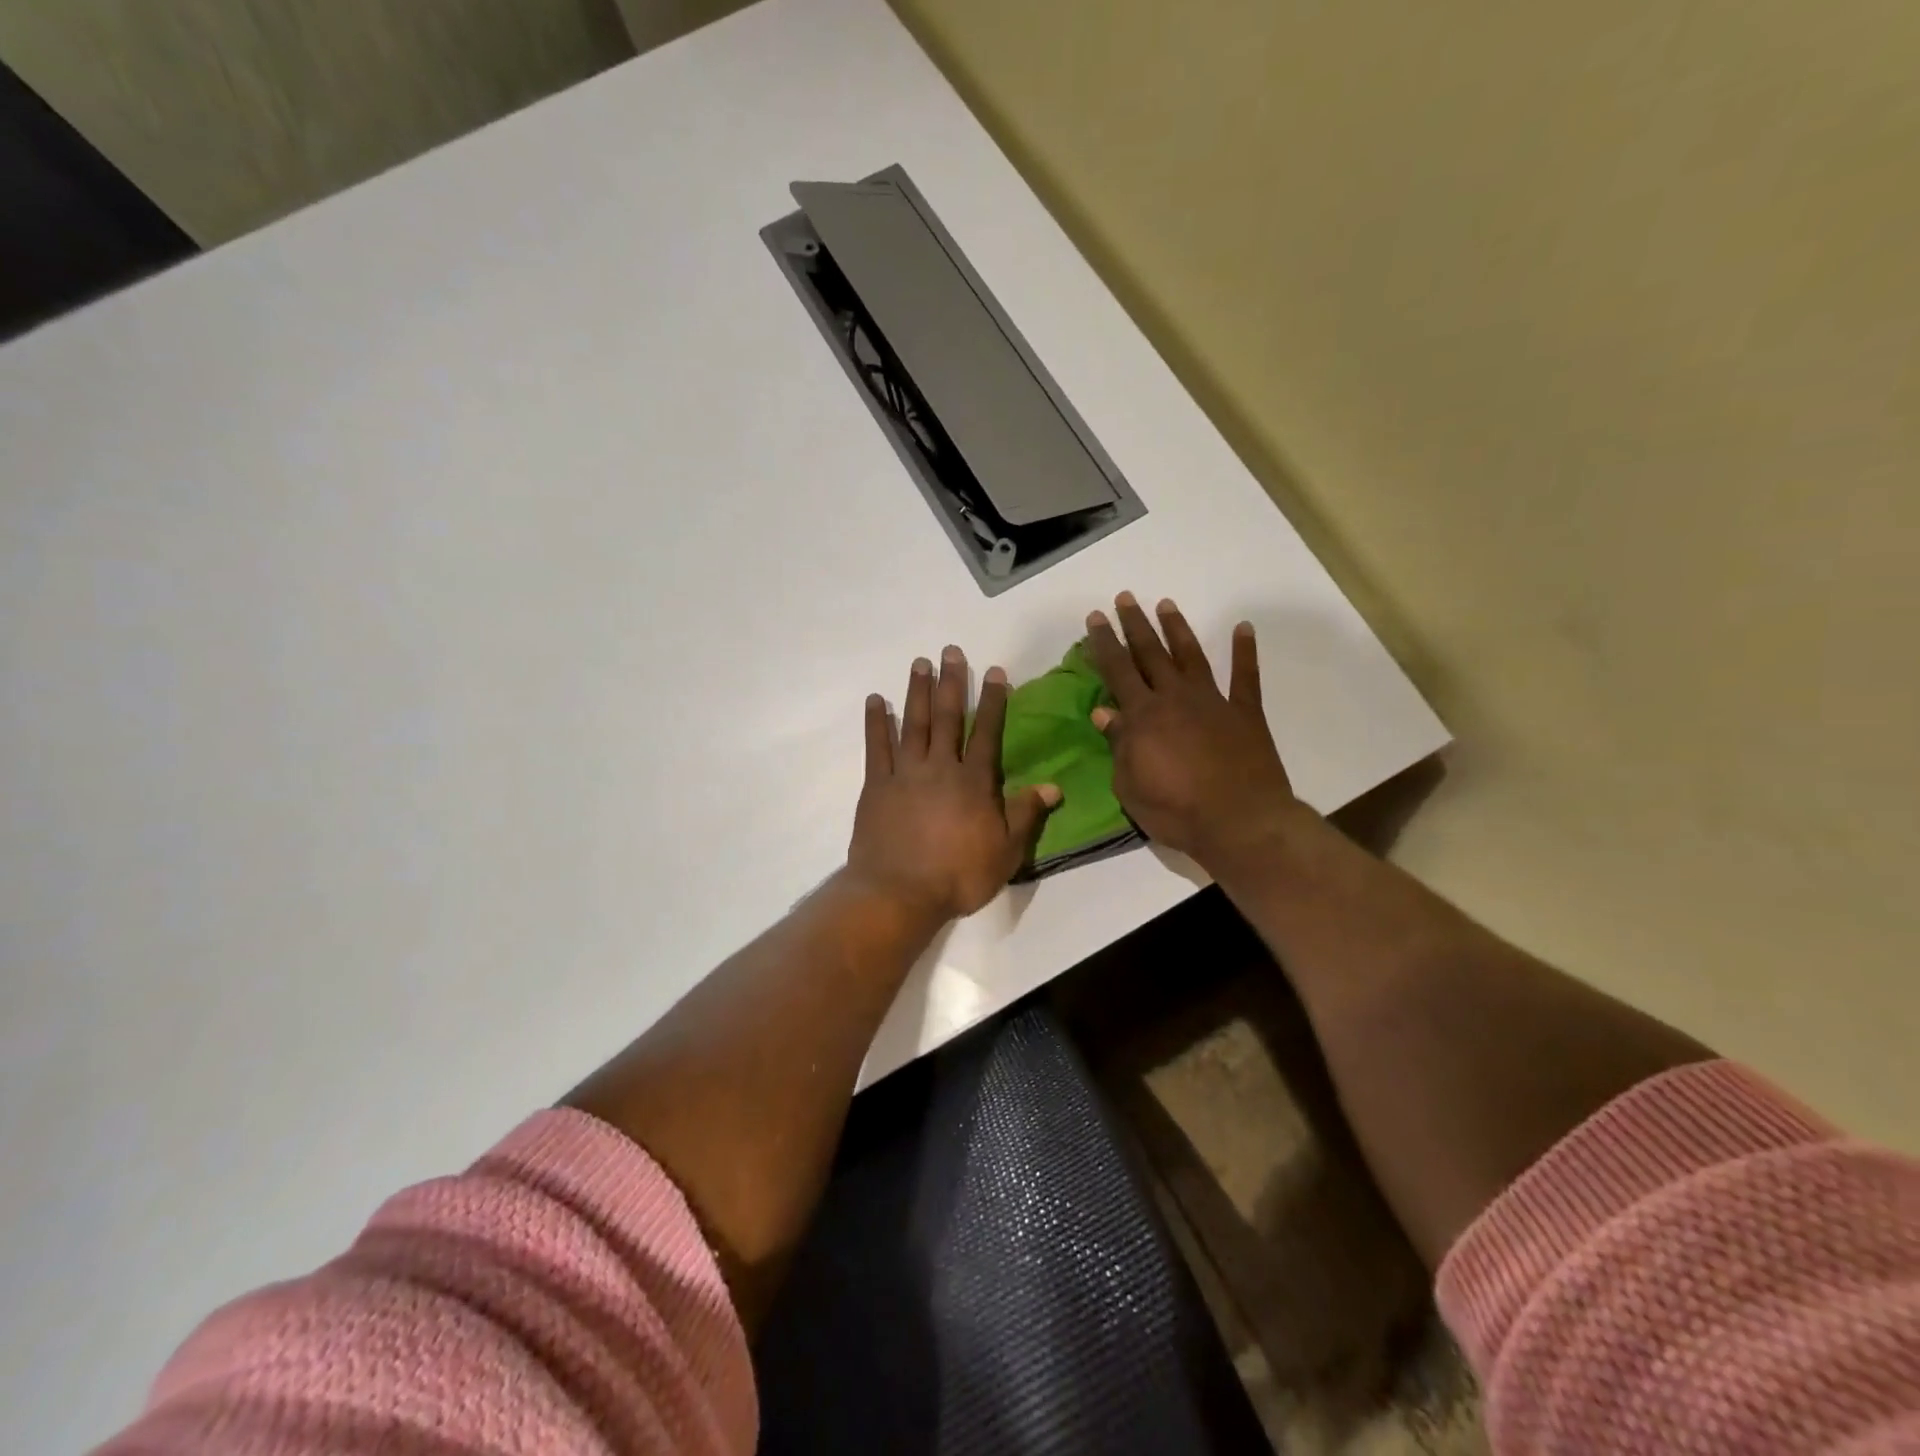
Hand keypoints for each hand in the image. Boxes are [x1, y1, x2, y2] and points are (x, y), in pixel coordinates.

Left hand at [846, 646, 1060, 922]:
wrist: (899, 893)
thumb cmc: (958, 875)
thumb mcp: (1005, 852)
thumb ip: (1025, 814)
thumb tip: (1053, 786)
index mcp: (973, 781)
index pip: (988, 732)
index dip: (994, 701)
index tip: (995, 671)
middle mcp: (940, 767)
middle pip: (948, 717)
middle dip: (952, 682)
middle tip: (950, 651)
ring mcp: (904, 773)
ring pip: (913, 724)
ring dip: (917, 692)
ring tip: (919, 663)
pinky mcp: (876, 785)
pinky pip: (876, 747)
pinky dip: (876, 722)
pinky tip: (876, 701)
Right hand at [1084, 593, 1302, 866]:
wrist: (1240, 822)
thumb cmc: (1176, 811)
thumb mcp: (1130, 786)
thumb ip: (1118, 745)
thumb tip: (1104, 712)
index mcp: (1143, 717)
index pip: (1117, 671)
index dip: (1104, 643)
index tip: (1095, 618)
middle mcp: (1175, 698)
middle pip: (1150, 654)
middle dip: (1134, 625)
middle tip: (1125, 598)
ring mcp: (1213, 702)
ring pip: (1191, 656)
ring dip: (1177, 629)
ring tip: (1166, 604)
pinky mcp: (1245, 713)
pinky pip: (1245, 676)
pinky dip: (1244, 651)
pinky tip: (1243, 628)